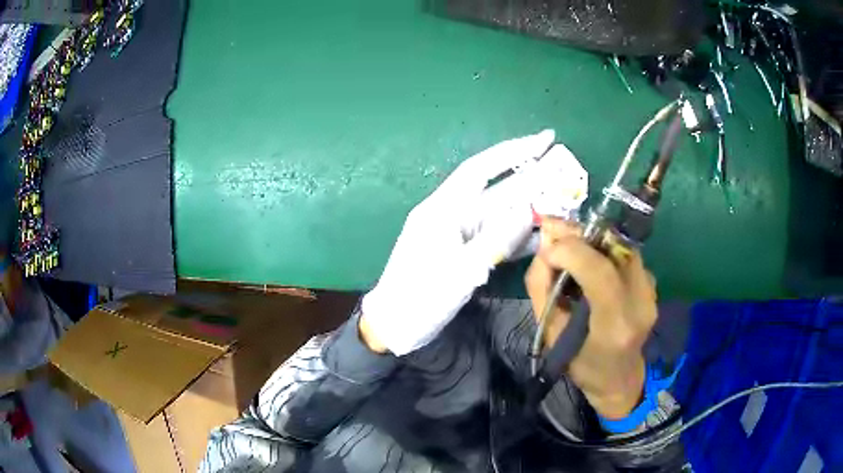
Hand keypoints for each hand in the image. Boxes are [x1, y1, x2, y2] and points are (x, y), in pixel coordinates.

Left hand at [361, 130, 588, 355]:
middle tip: (566, 167)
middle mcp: (453, 214)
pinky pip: (497, 237)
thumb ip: (497, 239)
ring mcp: (461, 235)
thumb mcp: (460, 270)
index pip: (482, 169)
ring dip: (531, 207)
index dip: (514, 151)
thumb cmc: (421, 298)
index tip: (545, 139)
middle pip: (498, 190)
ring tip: (564, 200)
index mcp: (444, 208)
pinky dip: (519, 235)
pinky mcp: (466, 253)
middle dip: (531, 178)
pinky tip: (543, 235)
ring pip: (501, 214)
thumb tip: (529, 210)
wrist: (395, 326)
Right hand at [525, 219, 656, 418]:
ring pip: (620, 246)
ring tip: (569, 248)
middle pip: (614, 249)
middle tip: (554, 233)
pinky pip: (626, 255)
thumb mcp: (551, 333)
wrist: (620, 378)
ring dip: (592, 240)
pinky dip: (604, 250)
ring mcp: (651, 293)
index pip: (600, 273)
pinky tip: (589, 261)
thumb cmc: (581, 363)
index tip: (546, 248)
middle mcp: (640, 304)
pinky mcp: (652, 286)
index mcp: (614, 326)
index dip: (572, 251)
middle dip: (580, 235)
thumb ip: (542, 288)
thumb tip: (544, 248)